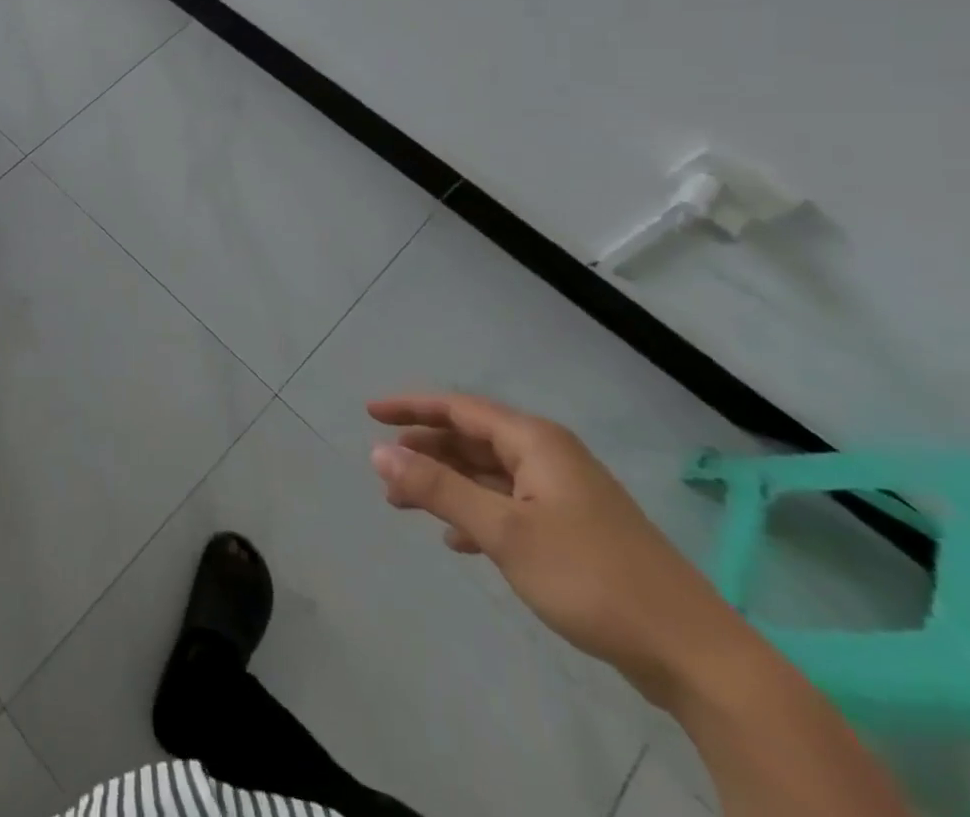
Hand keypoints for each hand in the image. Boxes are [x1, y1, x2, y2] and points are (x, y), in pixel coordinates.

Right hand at [367, 392, 745, 704]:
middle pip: (472, 439)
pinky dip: (476, 515)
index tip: (369, 413)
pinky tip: (456, 541)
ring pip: (488, 475)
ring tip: (404, 503)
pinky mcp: (575, 532)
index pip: (458, 408)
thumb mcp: (503, 531)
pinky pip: (509, 507)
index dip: (411, 407)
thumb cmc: (592, 578)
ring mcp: (565, 495)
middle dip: (425, 450)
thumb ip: (437, 487)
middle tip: (384, 467)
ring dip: (446, 485)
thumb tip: (377, 451)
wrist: (696, 657)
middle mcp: (550, 458)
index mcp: (536, 443)